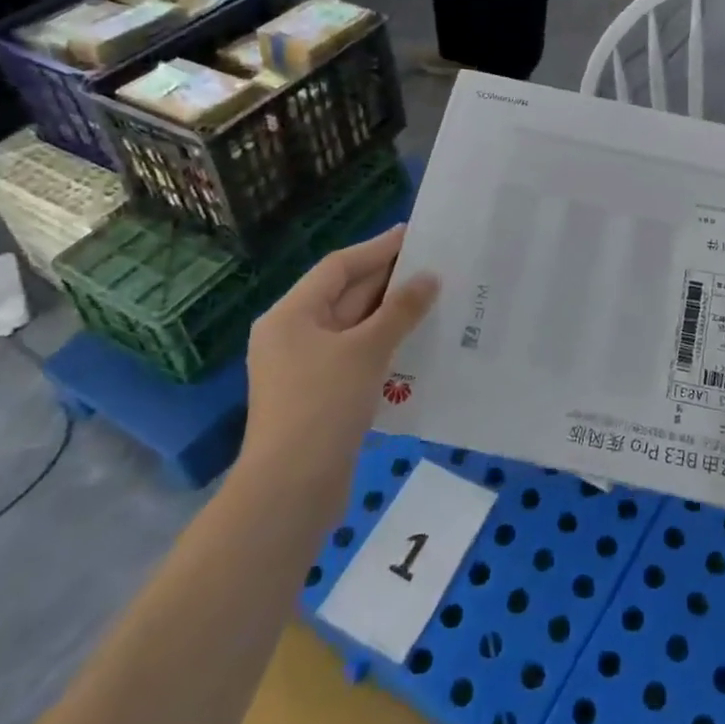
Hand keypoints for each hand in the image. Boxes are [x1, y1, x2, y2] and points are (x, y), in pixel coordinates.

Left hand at [239, 226, 437, 496]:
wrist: (291, 490)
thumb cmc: (323, 405)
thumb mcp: (366, 350)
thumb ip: (400, 310)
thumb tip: (429, 278)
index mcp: (291, 315)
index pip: (338, 267)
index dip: (377, 249)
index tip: (413, 234)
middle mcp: (292, 335)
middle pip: (344, 295)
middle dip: (388, 281)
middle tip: (433, 264)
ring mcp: (304, 368)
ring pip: (353, 328)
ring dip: (390, 315)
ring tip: (433, 299)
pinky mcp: (319, 396)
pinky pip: (356, 356)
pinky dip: (384, 346)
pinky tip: (417, 344)